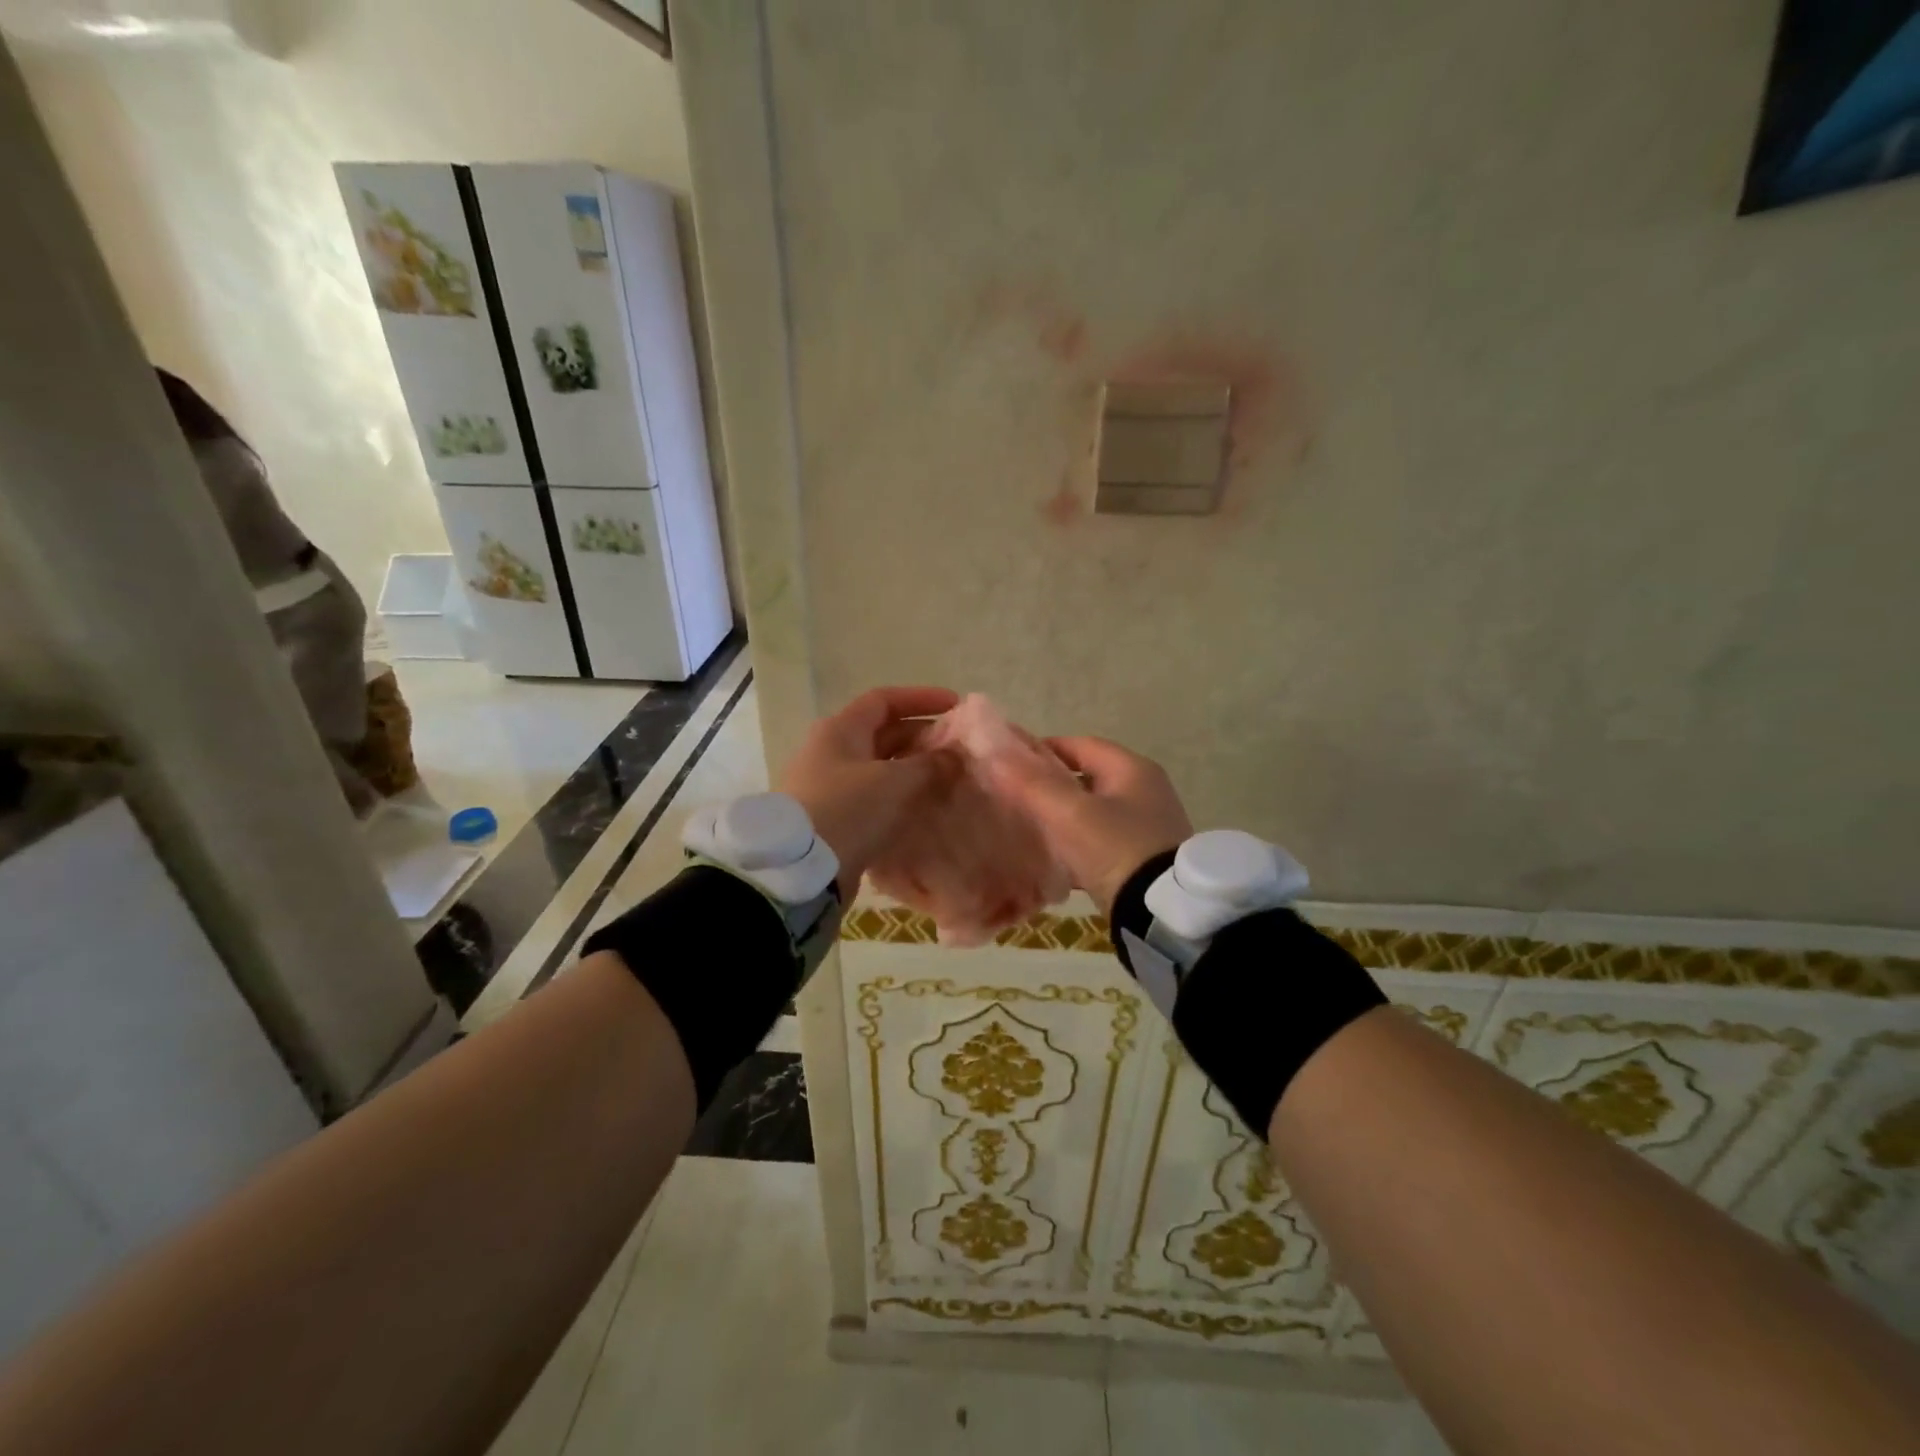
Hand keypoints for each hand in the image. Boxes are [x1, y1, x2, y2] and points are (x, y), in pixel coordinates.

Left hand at [779, 686, 959, 896]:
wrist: (801, 870)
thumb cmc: (848, 810)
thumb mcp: (896, 782)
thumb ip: (930, 765)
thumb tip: (955, 756)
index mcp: (841, 730)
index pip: (884, 700)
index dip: (921, 699)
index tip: (955, 706)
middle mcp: (832, 752)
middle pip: (883, 734)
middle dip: (922, 738)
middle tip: (958, 750)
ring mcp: (830, 786)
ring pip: (881, 768)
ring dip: (914, 771)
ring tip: (949, 780)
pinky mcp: (834, 818)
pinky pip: (874, 797)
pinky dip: (900, 798)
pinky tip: (925, 809)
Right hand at [989, 735, 1192, 915]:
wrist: (1162, 915)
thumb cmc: (1117, 849)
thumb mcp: (1070, 813)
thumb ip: (1032, 782)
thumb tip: (994, 749)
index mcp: (1132, 769)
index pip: (1079, 744)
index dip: (1041, 749)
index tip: (1008, 764)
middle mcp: (1144, 792)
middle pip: (1086, 778)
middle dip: (1049, 785)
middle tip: (1011, 797)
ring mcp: (1146, 828)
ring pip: (1091, 813)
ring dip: (1062, 818)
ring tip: (1024, 828)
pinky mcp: (1142, 860)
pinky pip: (1100, 843)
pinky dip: (1076, 847)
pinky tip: (1050, 861)